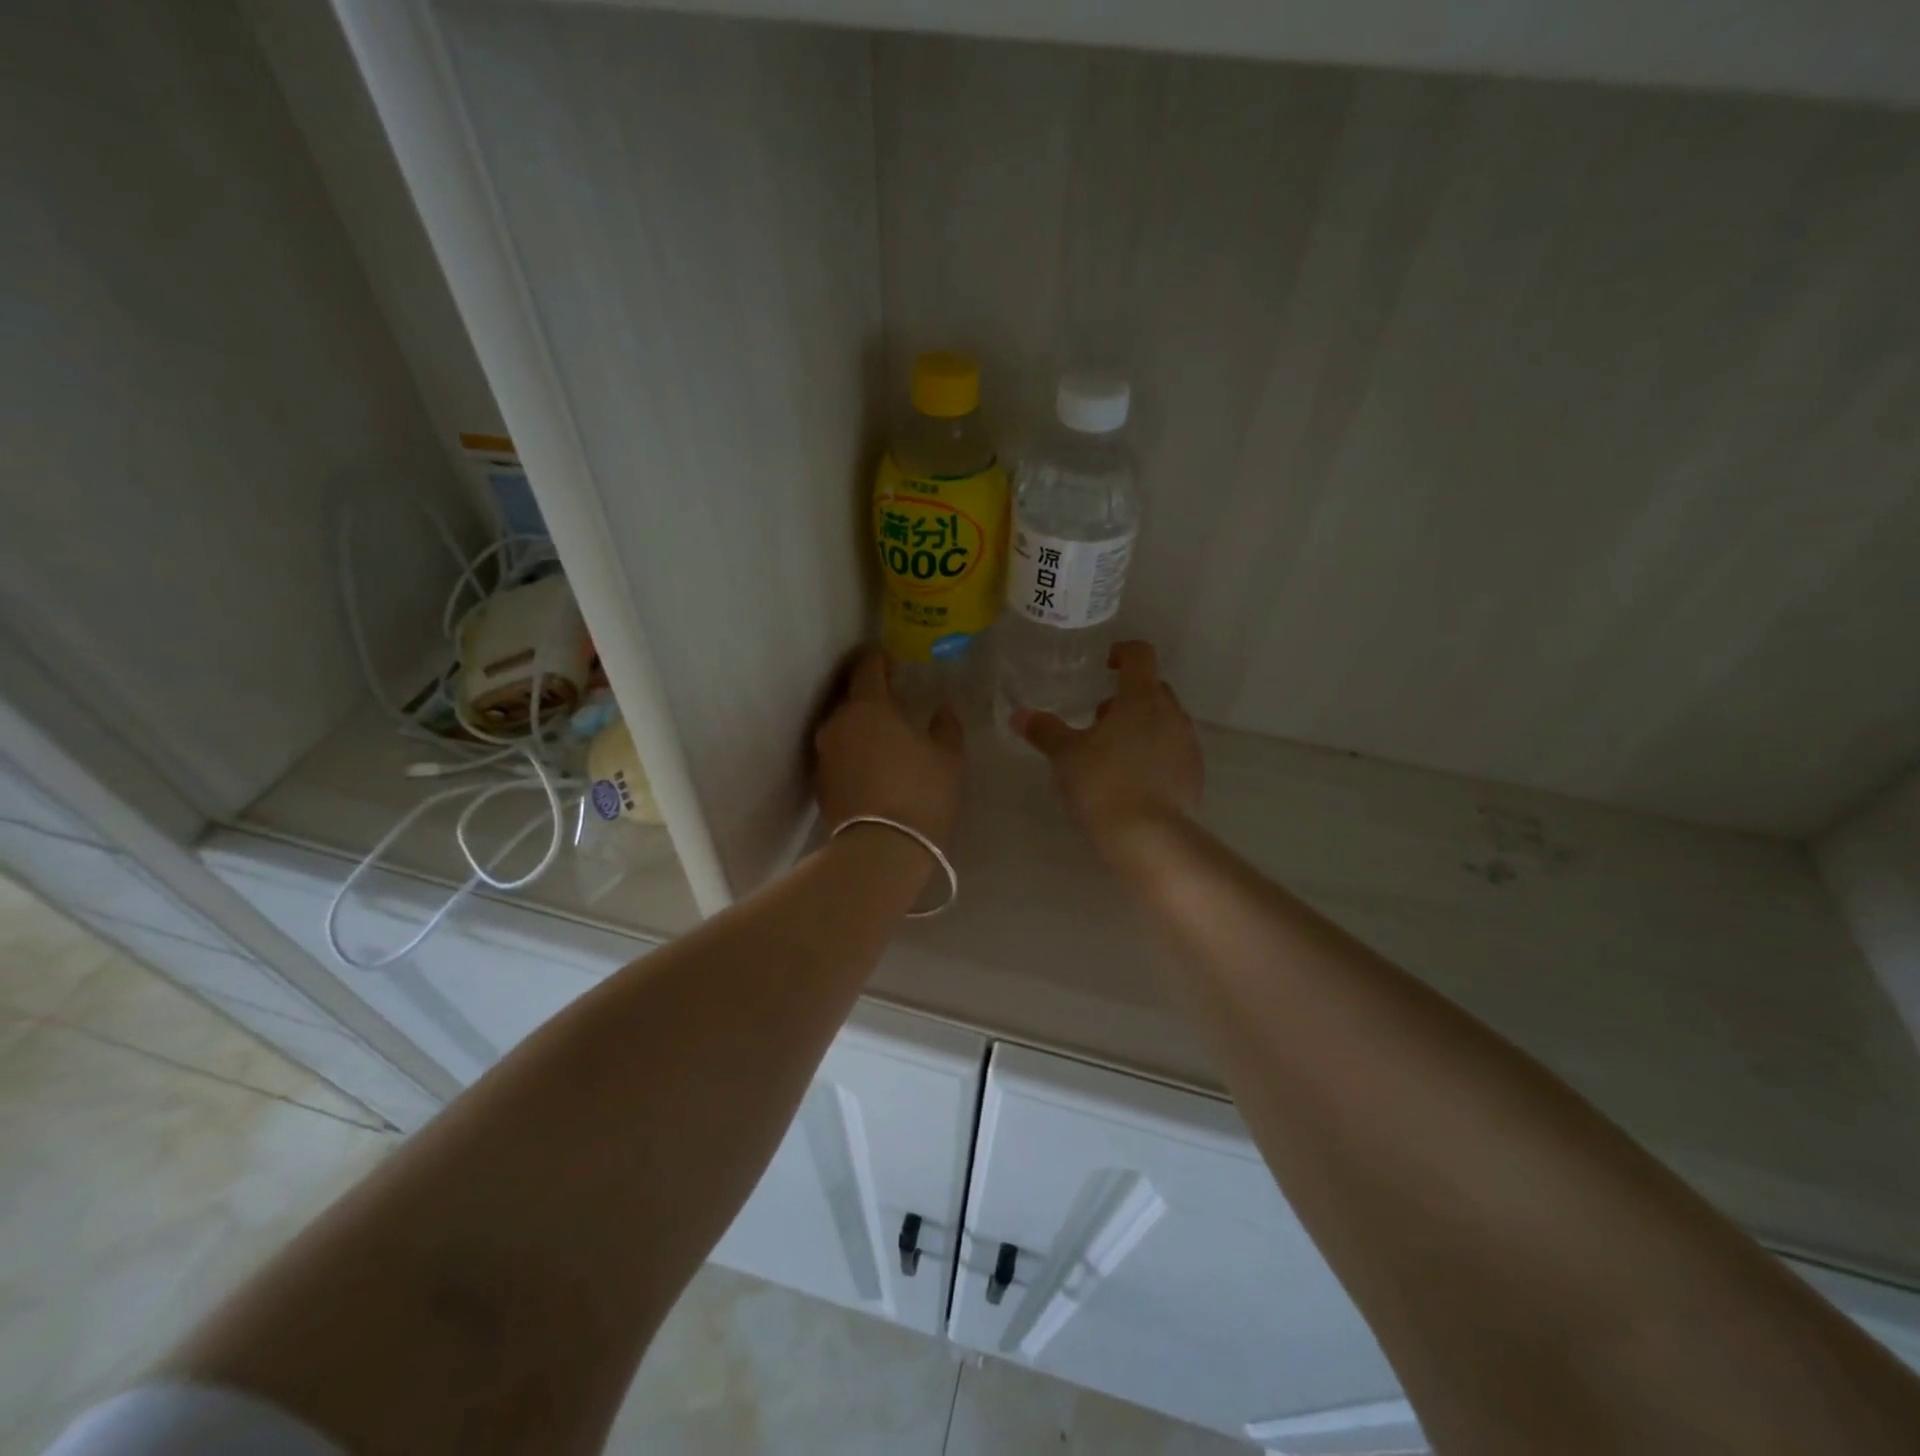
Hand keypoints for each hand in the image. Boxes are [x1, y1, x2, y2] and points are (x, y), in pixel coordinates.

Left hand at [815, 650, 964, 848]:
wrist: (881, 849)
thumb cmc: (921, 794)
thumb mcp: (948, 758)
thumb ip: (946, 726)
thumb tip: (943, 708)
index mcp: (868, 706)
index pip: (867, 666)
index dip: (881, 660)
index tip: (895, 665)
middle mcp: (837, 722)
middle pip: (852, 697)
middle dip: (872, 696)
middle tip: (898, 707)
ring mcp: (823, 752)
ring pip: (843, 726)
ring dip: (862, 727)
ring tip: (886, 740)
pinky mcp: (818, 780)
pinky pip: (837, 753)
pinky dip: (853, 752)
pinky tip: (873, 767)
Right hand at [1012, 640, 1202, 855]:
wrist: (1151, 839)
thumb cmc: (1104, 784)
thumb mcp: (1066, 757)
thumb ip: (1045, 731)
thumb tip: (1020, 715)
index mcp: (1142, 698)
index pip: (1140, 656)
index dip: (1121, 652)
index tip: (1104, 664)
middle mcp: (1171, 714)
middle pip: (1153, 689)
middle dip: (1127, 697)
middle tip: (1097, 718)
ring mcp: (1187, 745)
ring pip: (1164, 721)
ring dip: (1140, 726)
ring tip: (1110, 753)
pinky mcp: (1193, 776)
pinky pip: (1172, 751)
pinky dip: (1153, 754)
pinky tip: (1130, 780)